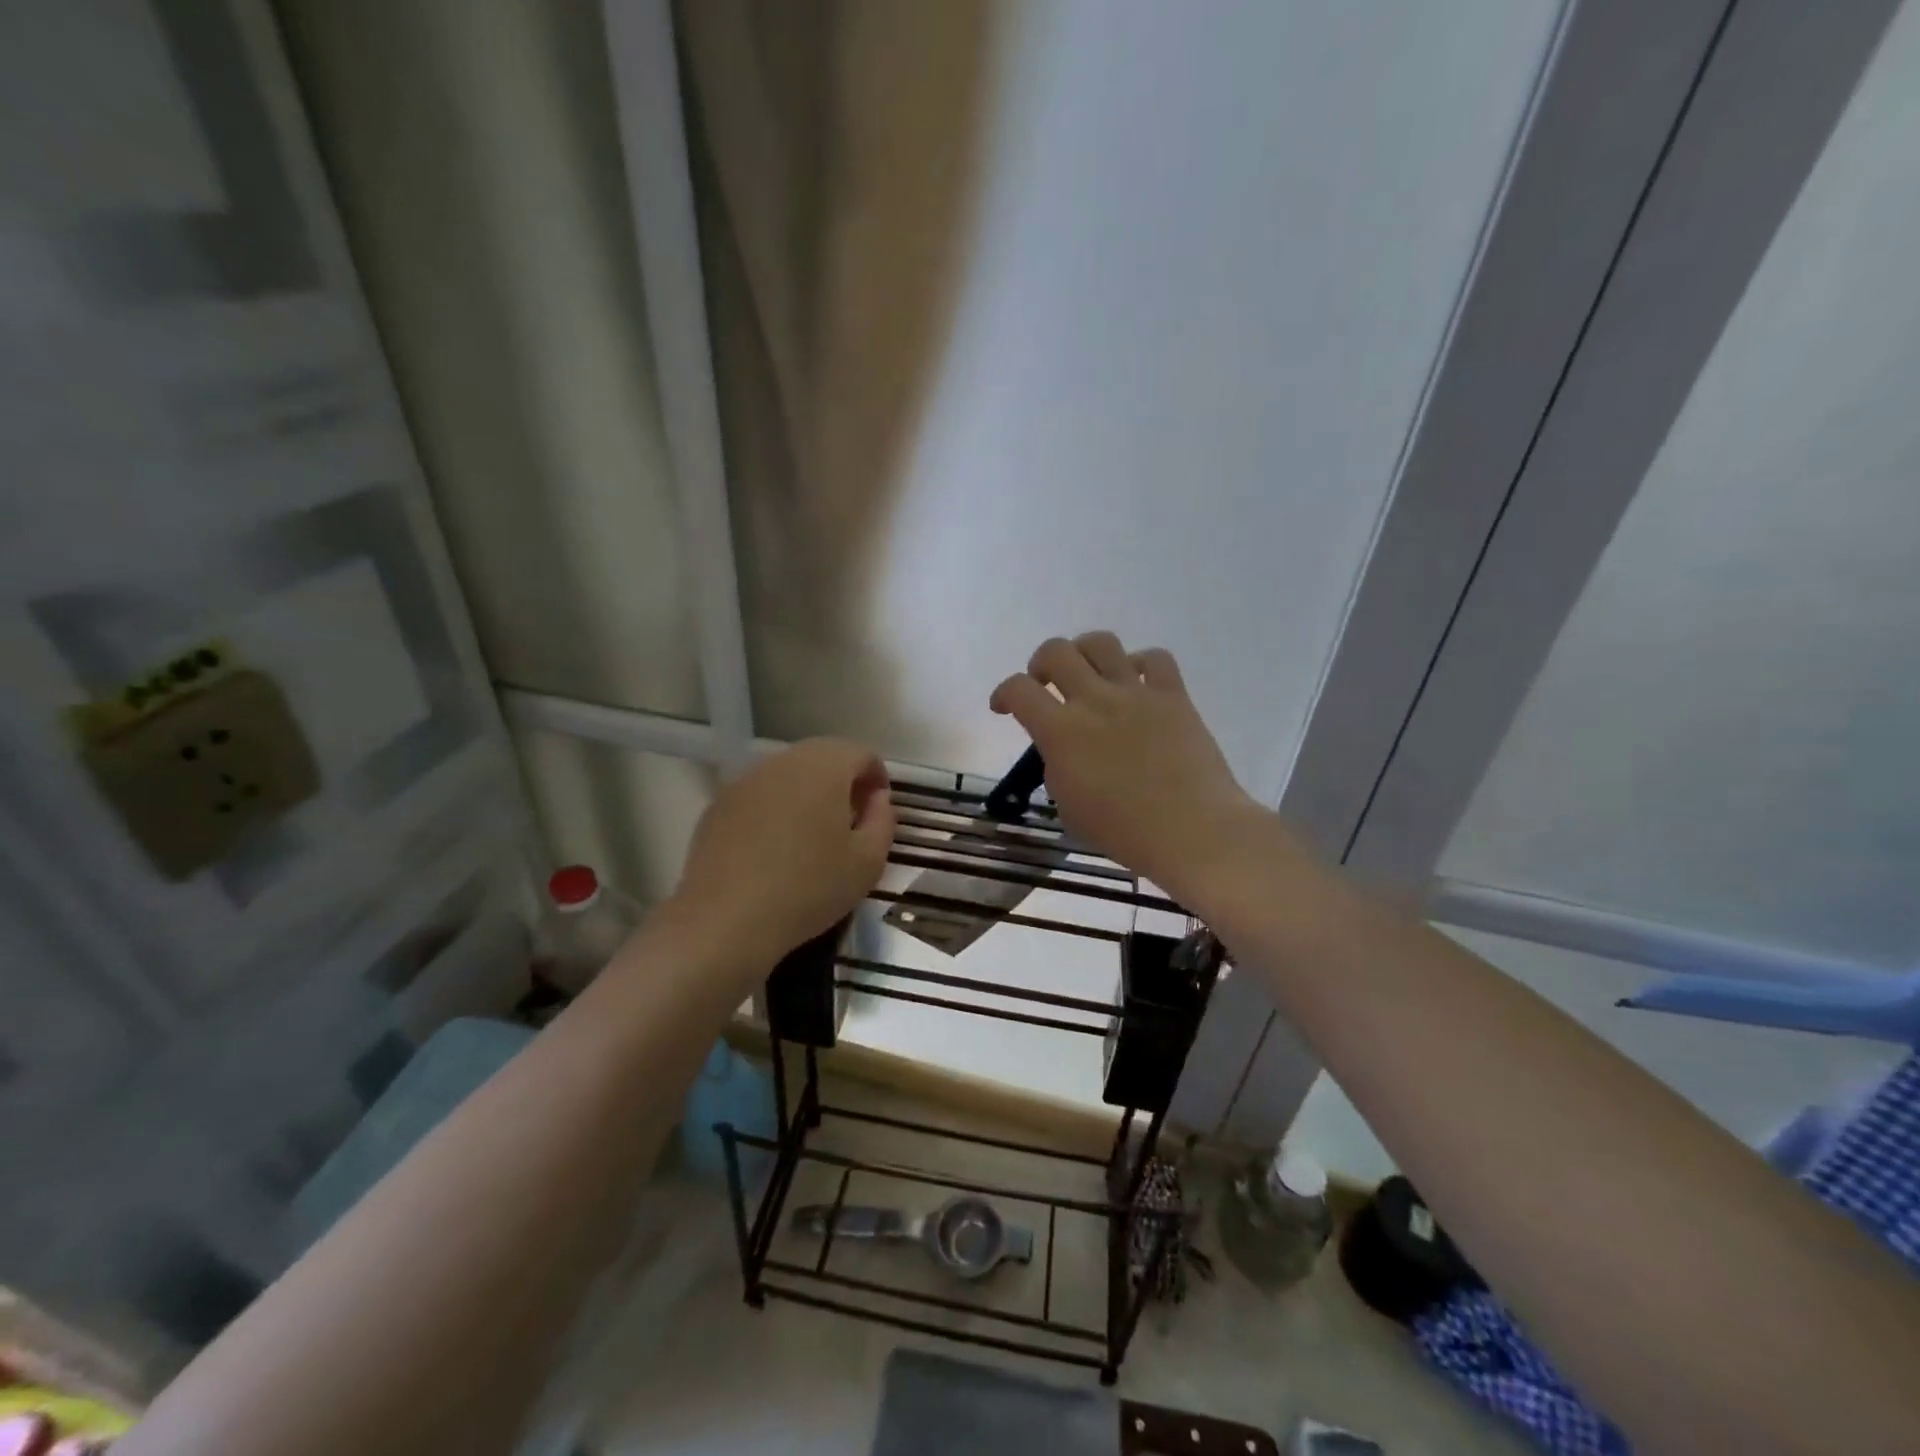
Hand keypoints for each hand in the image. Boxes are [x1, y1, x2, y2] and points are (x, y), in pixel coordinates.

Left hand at [672, 738, 894, 963]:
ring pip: (788, 775)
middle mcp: (784, 761)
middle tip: (850, 822)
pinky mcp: (718, 804)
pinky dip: (776, 809)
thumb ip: (883, 820)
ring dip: (808, 794)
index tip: (878, 811)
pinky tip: (774, 848)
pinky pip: (760, 795)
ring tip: (812, 836)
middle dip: (842, 782)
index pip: (861, 753)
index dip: (877, 777)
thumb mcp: (868, 862)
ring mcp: (746, 780)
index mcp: (825, 766)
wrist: (726, 919)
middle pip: (823, 757)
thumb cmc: (809, 887)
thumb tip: (877, 798)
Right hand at [990, 632, 1262, 898]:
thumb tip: (1064, 747)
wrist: (1192, 831)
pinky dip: (1140, 664)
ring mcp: (1136, 692)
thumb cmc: (1124, 831)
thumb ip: (1058, 766)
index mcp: (1061, 731)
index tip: (1003, 707)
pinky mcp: (1173, 695)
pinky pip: (1155, 658)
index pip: (1018, 690)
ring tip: (1089, 674)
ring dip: (1084, 652)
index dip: (1003, 693)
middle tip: (1046, 685)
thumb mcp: (1069, 806)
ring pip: (1101, 642)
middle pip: (1055, 651)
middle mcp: (1094, 700)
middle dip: (1041, 664)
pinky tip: (1137, 683)